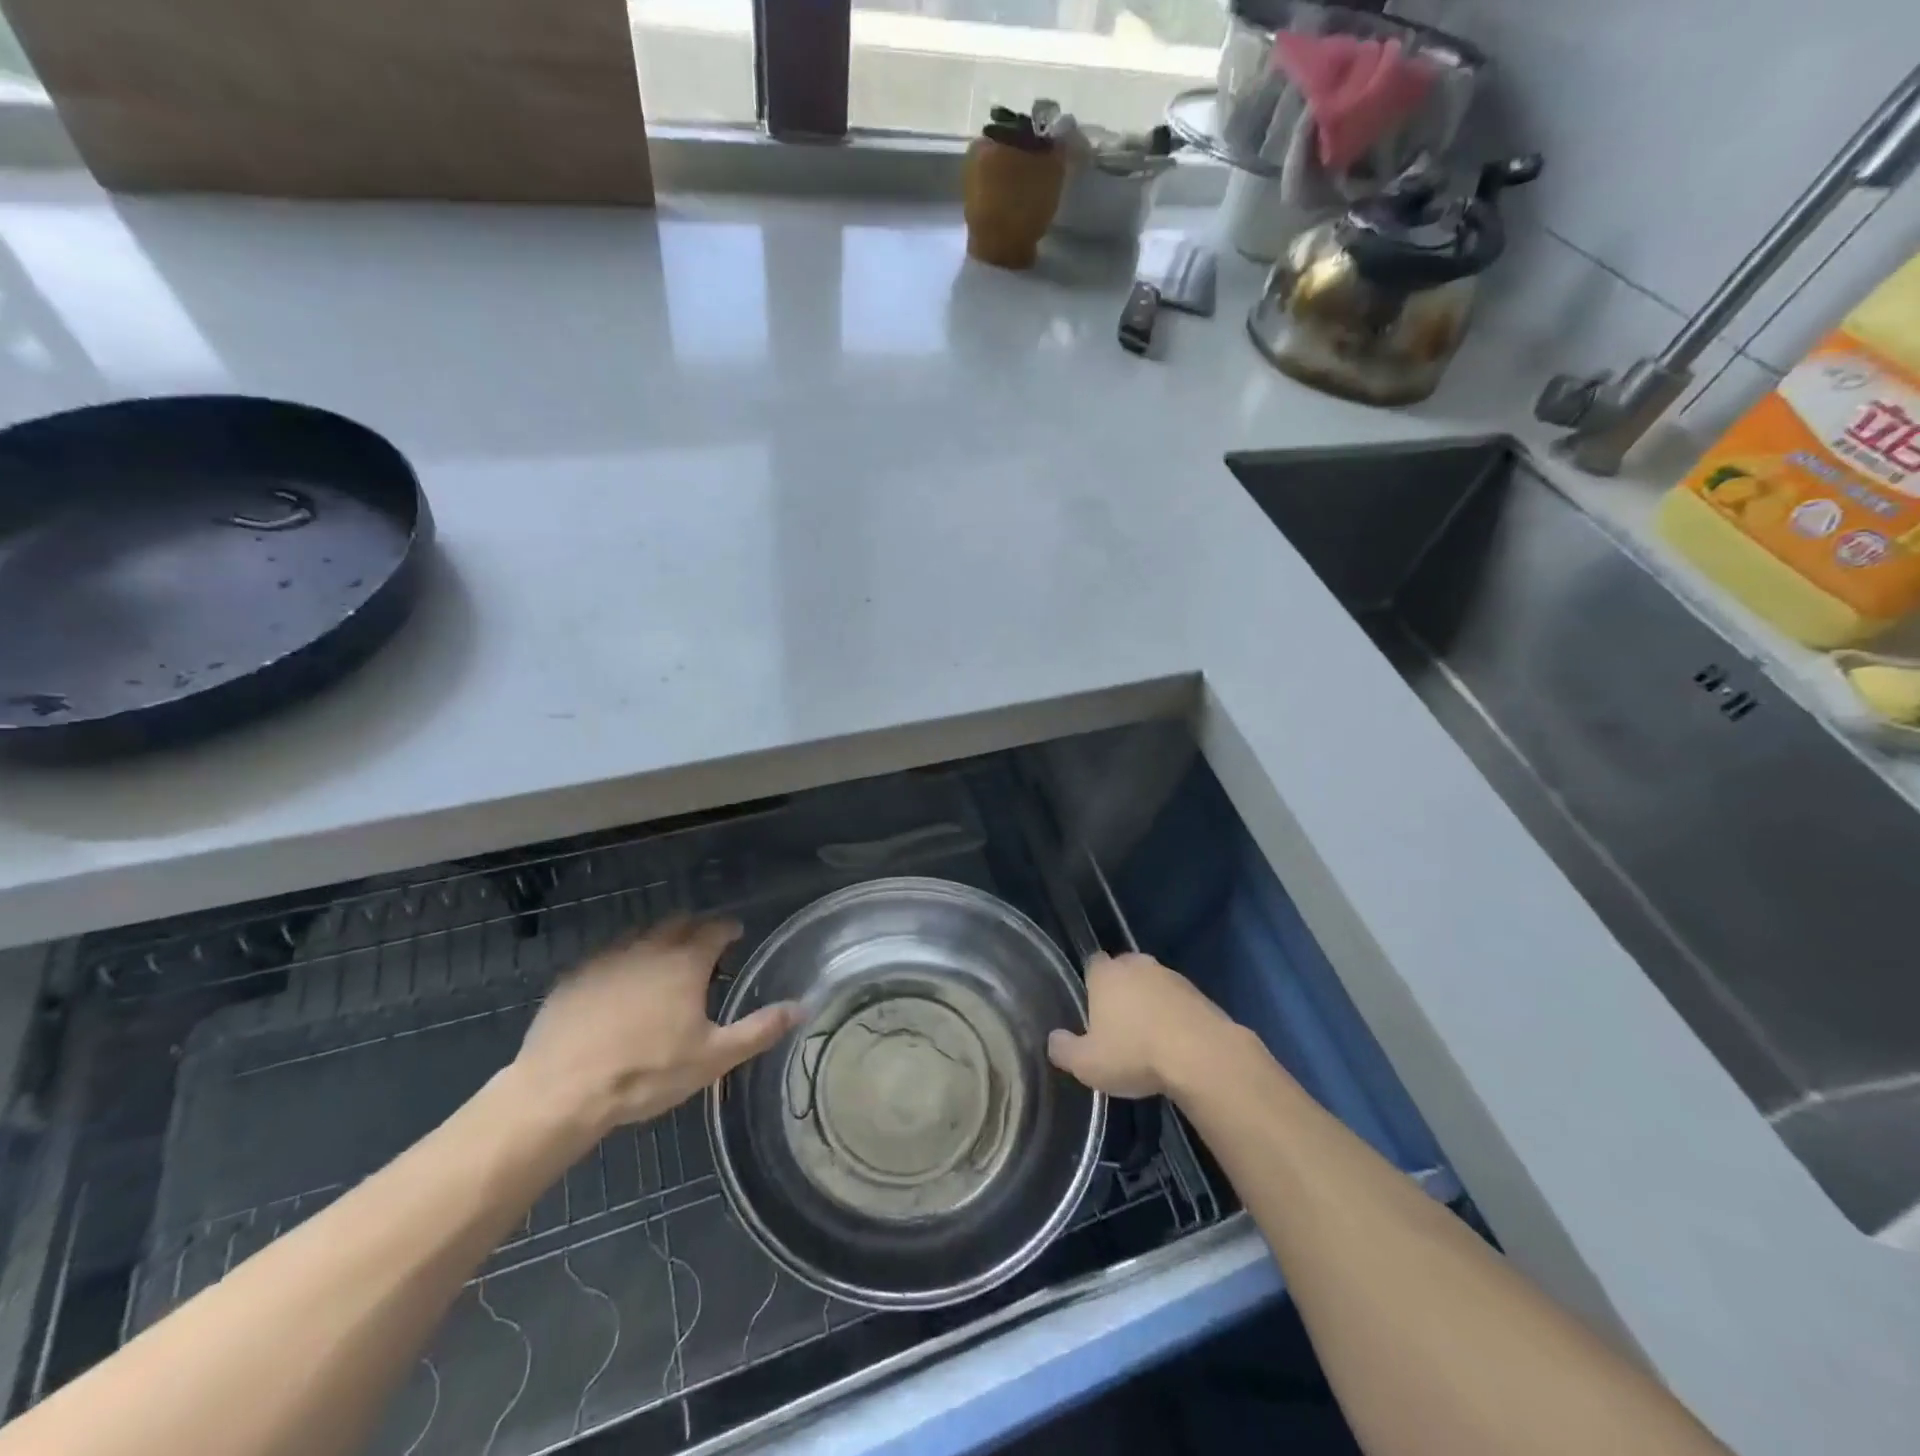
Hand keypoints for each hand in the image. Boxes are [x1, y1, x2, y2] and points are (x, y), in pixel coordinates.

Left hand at [515, 915, 796, 1134]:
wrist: (560, 1092)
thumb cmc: (647, 1072)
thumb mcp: (713, 1058)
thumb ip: (759, 1029)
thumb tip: (802, 1007)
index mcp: (686, 961)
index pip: (716, 928)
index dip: (729, 929)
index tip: (736, 935)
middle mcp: (648, 948)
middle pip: (678, 922)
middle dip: (694, 928)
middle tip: (703, 949)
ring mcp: (606, 958)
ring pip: (639, 934)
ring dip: (657, 941)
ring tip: (662, 965)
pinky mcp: (573, 977)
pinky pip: (606, 957)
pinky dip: (621, 962)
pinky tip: (618, 988)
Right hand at [1047, 952, 1236, 1098]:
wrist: (1201, 1055)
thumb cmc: (1135, 1053)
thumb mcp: (1087, 1064)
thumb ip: (1064, 1050)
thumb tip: (1054, 1040)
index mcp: (1106, 974)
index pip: (1092, 964)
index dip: (1091, 983)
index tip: (1092, 1008)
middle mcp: (1137, 965)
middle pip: (1123, 970)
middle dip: (1120, 990)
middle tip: (1118, 1023)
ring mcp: (1171, 976)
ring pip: (1152, 984)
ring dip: (1149, 1002)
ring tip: (1148, 1037)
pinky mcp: (1199, 993)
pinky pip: (1177, 1000)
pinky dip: (1173, 1014)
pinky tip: (1174, 1042)